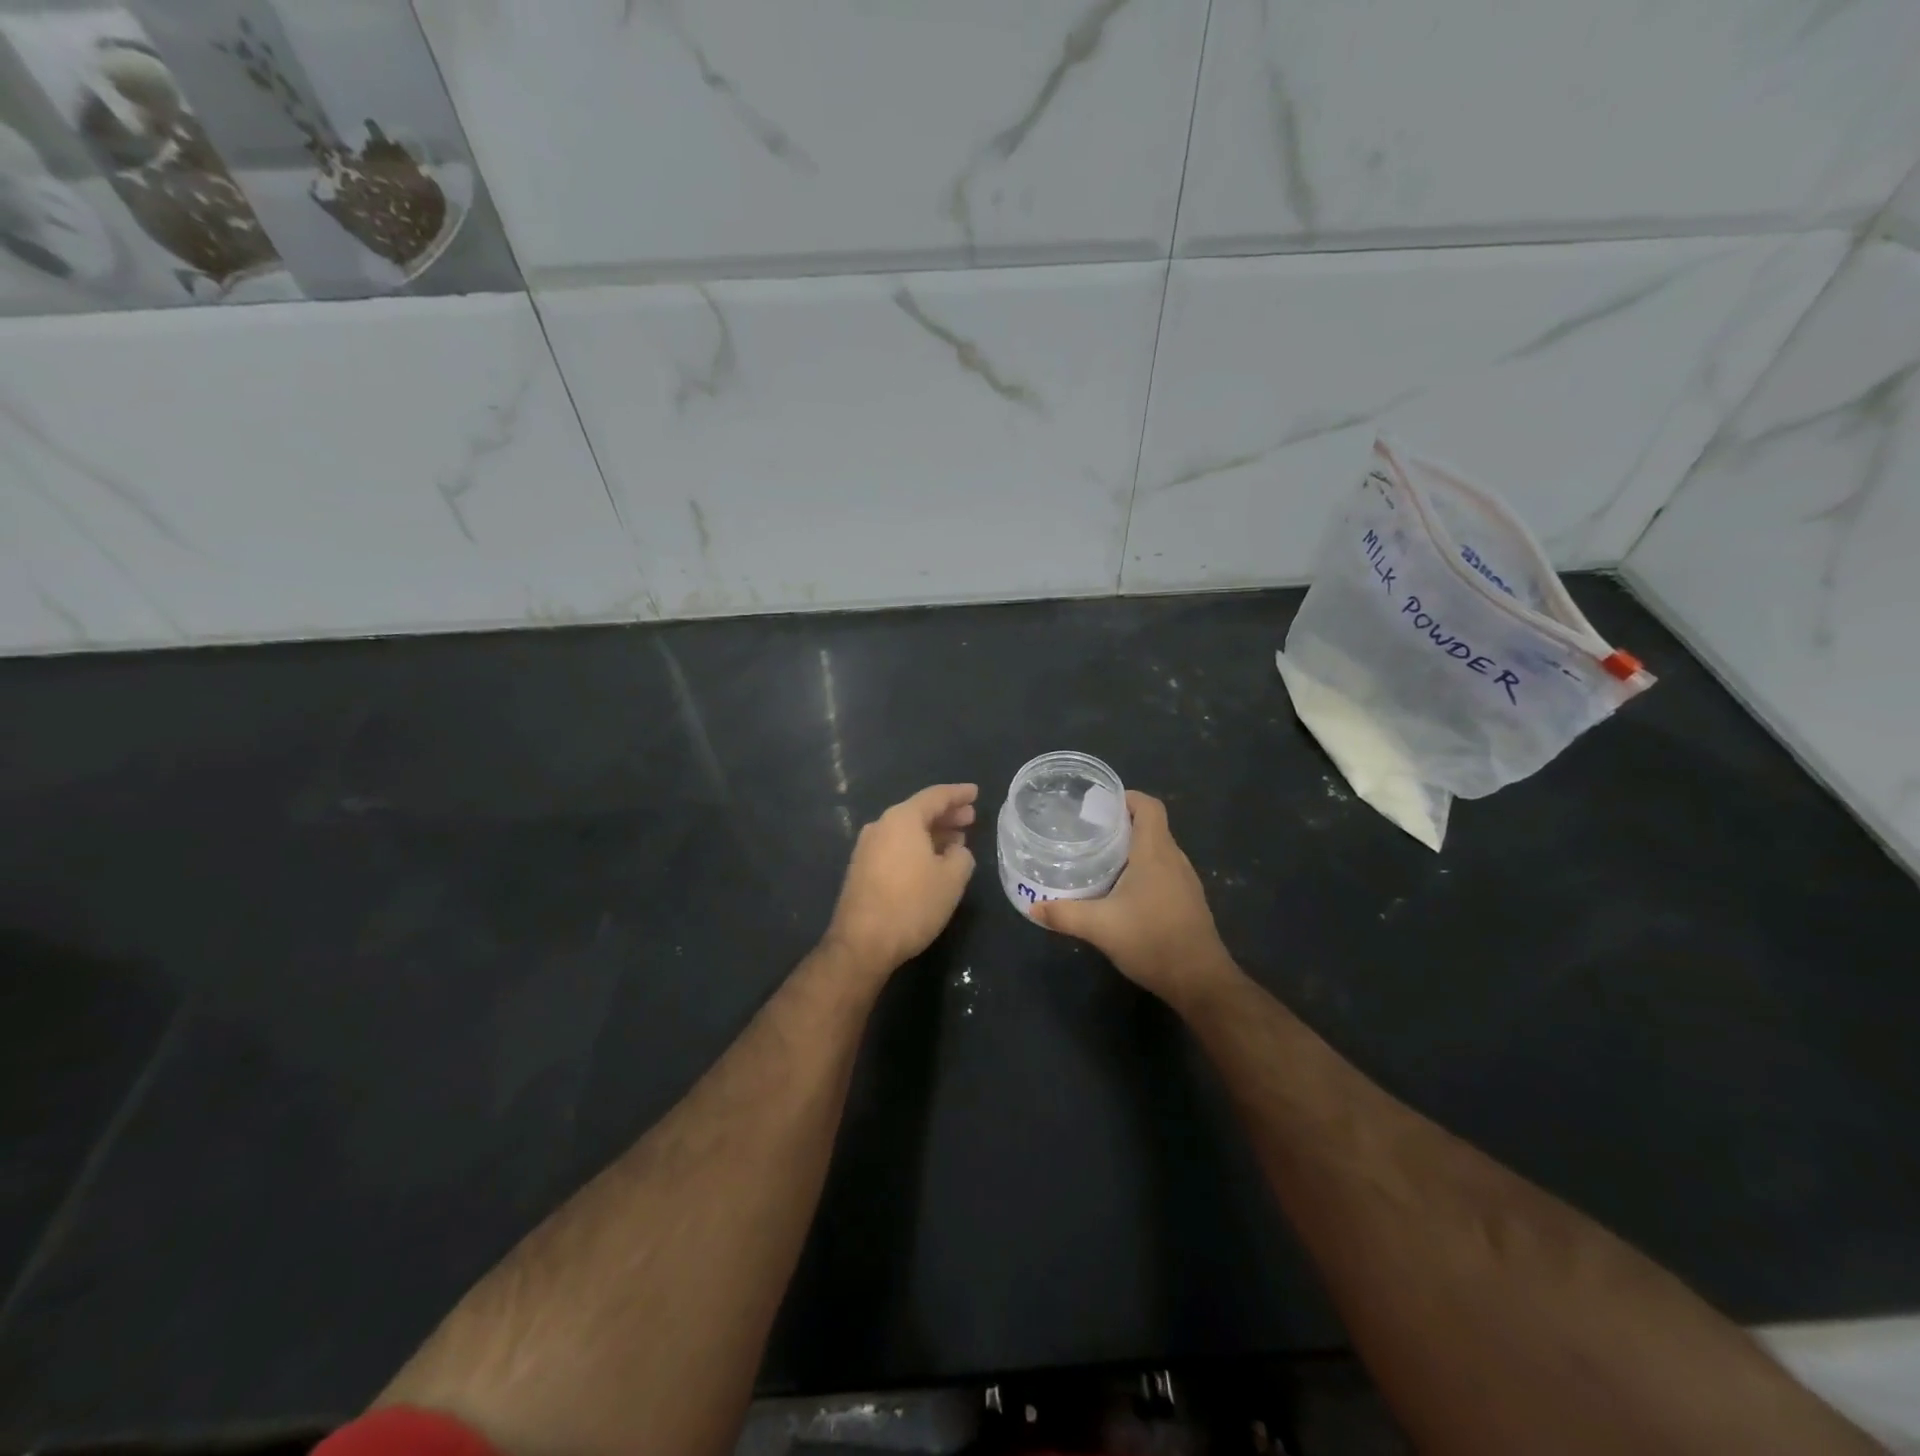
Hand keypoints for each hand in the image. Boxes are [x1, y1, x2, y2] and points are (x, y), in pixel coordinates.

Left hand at [822, 783, 977, 976]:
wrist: (862, 943)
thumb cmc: (912, 904)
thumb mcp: (952, 879)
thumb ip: (961, 856)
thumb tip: (955, 851)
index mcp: (902, 819)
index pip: (935, 797)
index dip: (958, 794)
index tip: (975, 792)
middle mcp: (880, 826)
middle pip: (918, 812)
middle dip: (946, 814)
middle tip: (970, 818)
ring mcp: (867, 848)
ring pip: (906, 831)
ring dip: (932, 833)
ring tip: (956, 841)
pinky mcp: (862, 870)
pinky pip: (896, 847)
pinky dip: (917, 848)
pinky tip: (932, 862)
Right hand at [1030, 791, 1236, 1005]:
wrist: (1200, 980)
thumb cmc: (1152, 940)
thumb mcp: (1100, 927)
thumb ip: (1064, 914)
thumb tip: (1032, 907)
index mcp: (1155, 852)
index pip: (1149, 807)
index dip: (1127, 798)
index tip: (1099, 805)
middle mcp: (1174, 859)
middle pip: (1151, 827)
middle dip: (1122, 824)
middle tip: (1088, 832)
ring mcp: (1185, 882)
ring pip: (1158, 851)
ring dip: (1133, 849)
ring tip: (1100, 859)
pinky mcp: (1188, 901)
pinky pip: (1164, 872)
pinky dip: (1143, 870)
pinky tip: (1122, 891)